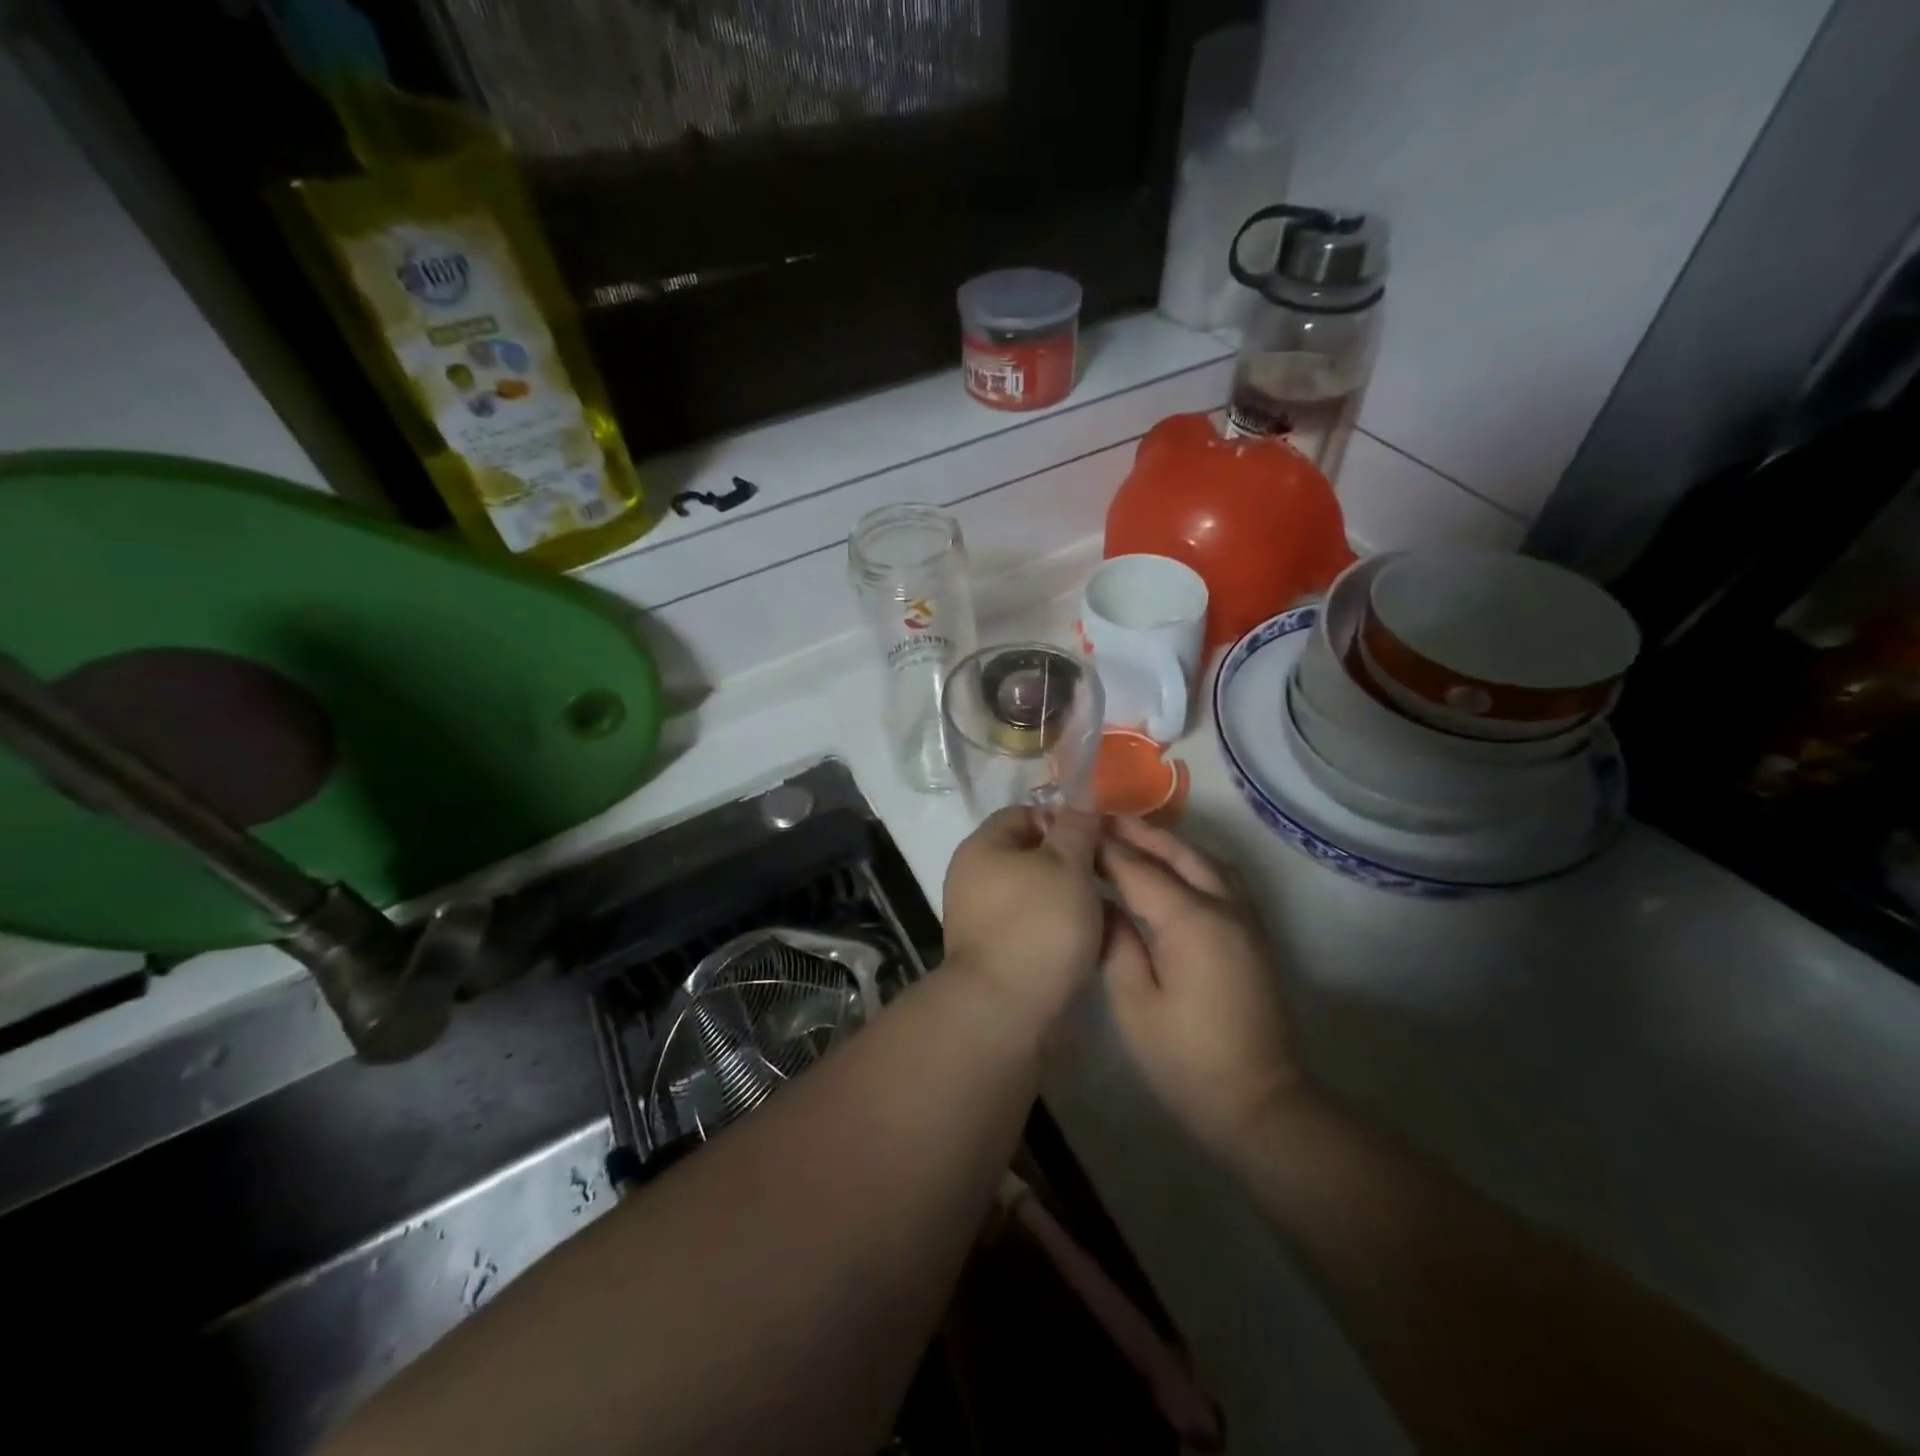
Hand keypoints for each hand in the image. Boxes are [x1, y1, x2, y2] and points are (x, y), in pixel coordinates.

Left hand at [942, 806, 1106, 1037]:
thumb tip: (1081, 802)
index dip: (1061, 818)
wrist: (1007, 1009)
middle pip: (1030, 855)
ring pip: (1036, 894)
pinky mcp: (996, 954)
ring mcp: (982, 919)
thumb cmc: (1038, 923)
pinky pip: (1033, 928)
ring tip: (1106, 908)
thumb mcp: (1067, 864)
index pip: (1023, 813)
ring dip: (1070, 898)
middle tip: (1108, 871)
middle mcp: (974, 879)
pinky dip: (1059, 929)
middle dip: (1070, 861)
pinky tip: (1090, 940)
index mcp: (982, 847)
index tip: (1096, 836)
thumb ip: (1077, 828)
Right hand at [1100, 818, 1302, 1159]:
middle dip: (1139, 833)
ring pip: (1206, 860)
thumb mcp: (1134, 1004)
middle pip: (1179, 852)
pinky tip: (1171, 868)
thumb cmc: (1186, 1060)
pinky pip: (1222, 878)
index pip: (1139, 869)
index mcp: (1191, 921)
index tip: (1073, 831)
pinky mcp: (1252, 934)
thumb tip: (1099, 902)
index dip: (1104, 849)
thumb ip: (1115, 943)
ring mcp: (1245, 919)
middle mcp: (1224, 907)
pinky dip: (1192, 861)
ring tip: (1132, 836)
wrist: (1259, 1103)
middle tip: (1100, 818)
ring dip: (1169, 842)